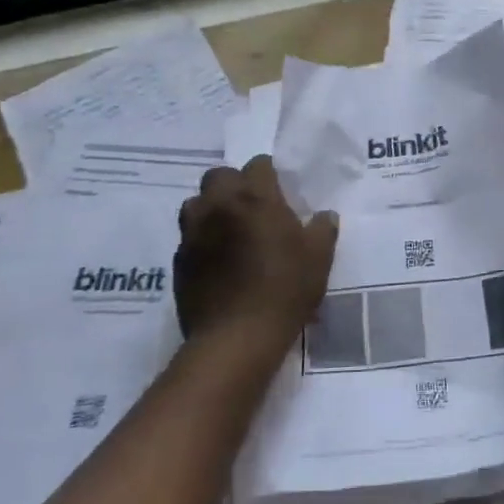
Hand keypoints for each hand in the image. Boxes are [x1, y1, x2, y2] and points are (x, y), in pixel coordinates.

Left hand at [176, 156, 338, 355]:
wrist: (236, 338)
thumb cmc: (284, 289)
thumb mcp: (318, 258)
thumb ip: (322, 229)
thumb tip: (325, 215)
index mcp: (255, 197)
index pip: (258, 164)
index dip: (269, 174)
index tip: (279, 190)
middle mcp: (219, 206)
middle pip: (218, 176)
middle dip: (233, 184)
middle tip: (252, 207)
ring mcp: (193, 234)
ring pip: (195, 204)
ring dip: (210, 209)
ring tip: (229, 230)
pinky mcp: (179, 262)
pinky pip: (188, 238)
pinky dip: (201, 240)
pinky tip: (218, 261)